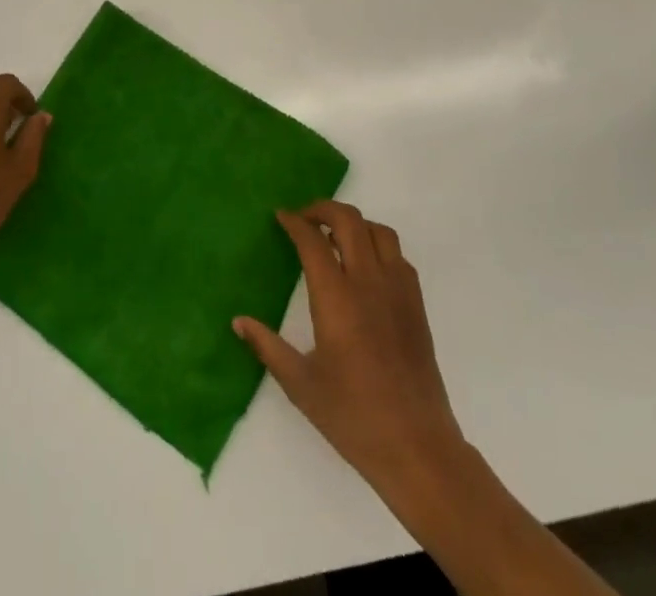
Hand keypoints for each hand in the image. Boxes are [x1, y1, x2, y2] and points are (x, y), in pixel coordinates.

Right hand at [235, 201, 466, 495]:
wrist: (417, 447)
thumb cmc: (353, 417)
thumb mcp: (301, 384)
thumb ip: (268, 346)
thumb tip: (238, 321)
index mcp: (336, 298)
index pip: (313, 240)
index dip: (294, 222)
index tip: (280, 216)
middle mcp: (368, 282)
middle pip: (349, 220)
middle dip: (323, 209)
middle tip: (304, 219)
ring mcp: (397, 290)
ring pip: (378, 230)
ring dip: (354, 223)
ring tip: (335, 237)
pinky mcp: (416, 304)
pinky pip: (398, 255)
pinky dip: (378, 245)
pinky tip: (365, 266)